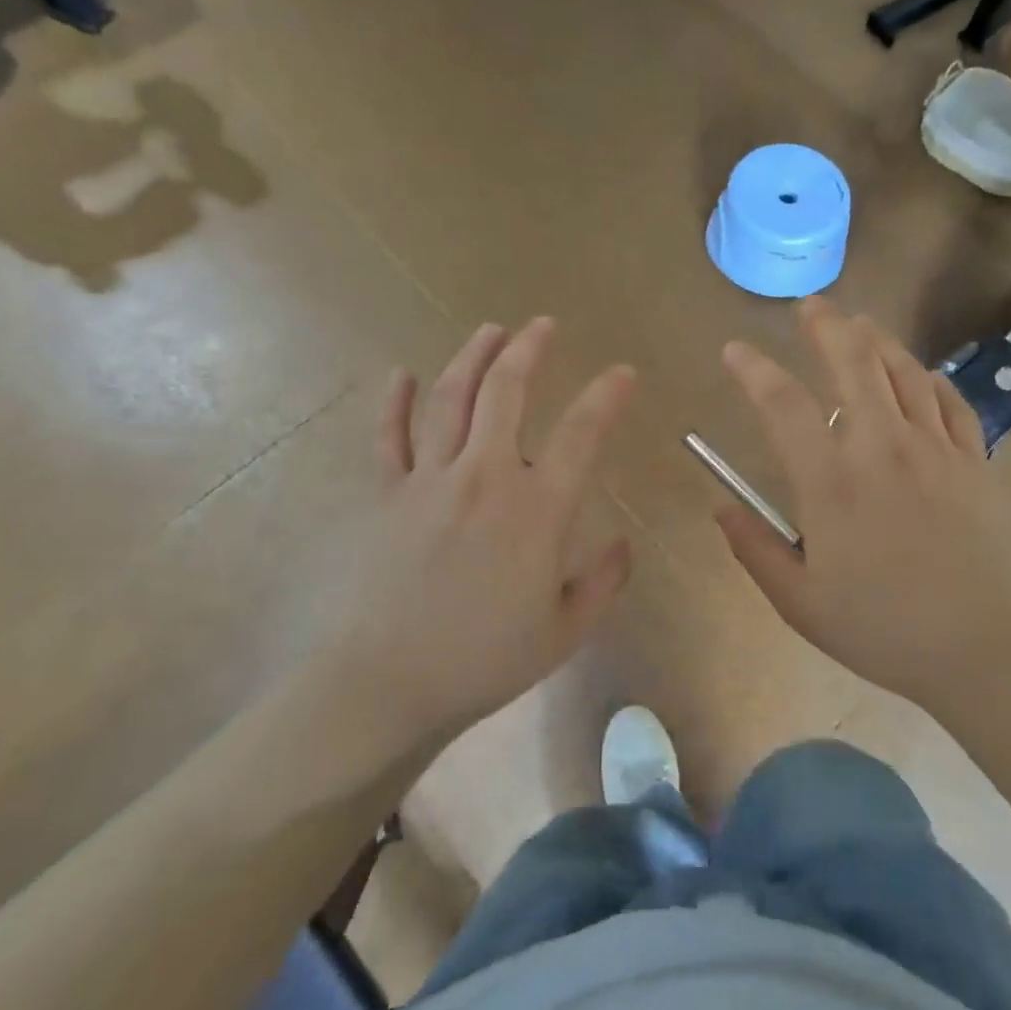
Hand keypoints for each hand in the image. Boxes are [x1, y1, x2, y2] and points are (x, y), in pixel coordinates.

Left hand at [343, 319, 636, 741]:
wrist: (387, 685)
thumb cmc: (484, 660)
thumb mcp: (565, 631)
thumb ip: (603, 582)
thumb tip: (623, 544)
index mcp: (536, 509)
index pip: (581, 433)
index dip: (606, 395)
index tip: (622, 372)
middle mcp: (485, 477)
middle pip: (506, 393)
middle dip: (528, 350)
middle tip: (543, 325)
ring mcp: (429, 480)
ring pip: (451, 399)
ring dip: (473, 357)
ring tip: (490, 330)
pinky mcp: (387, 495)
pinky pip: (389, 437)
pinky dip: (395, 402)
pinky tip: (402, 374)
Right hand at [716, 298, 1010, 709]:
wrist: (993, 650)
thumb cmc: (888, 631)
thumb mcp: (802, 604)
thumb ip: (756, 550)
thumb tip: (720, 508)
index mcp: (832, 481)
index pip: (782, 403)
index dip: (753, 369)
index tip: (734, 350)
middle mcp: (882, 446)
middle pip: (853, 362)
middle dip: (826, 325)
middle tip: (810, 306)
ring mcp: (935, 447)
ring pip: (903, 371)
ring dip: (876, 340)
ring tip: (858, 325)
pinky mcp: (974, 460)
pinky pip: (948, 401)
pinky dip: (928, 379)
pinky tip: (919, 377)